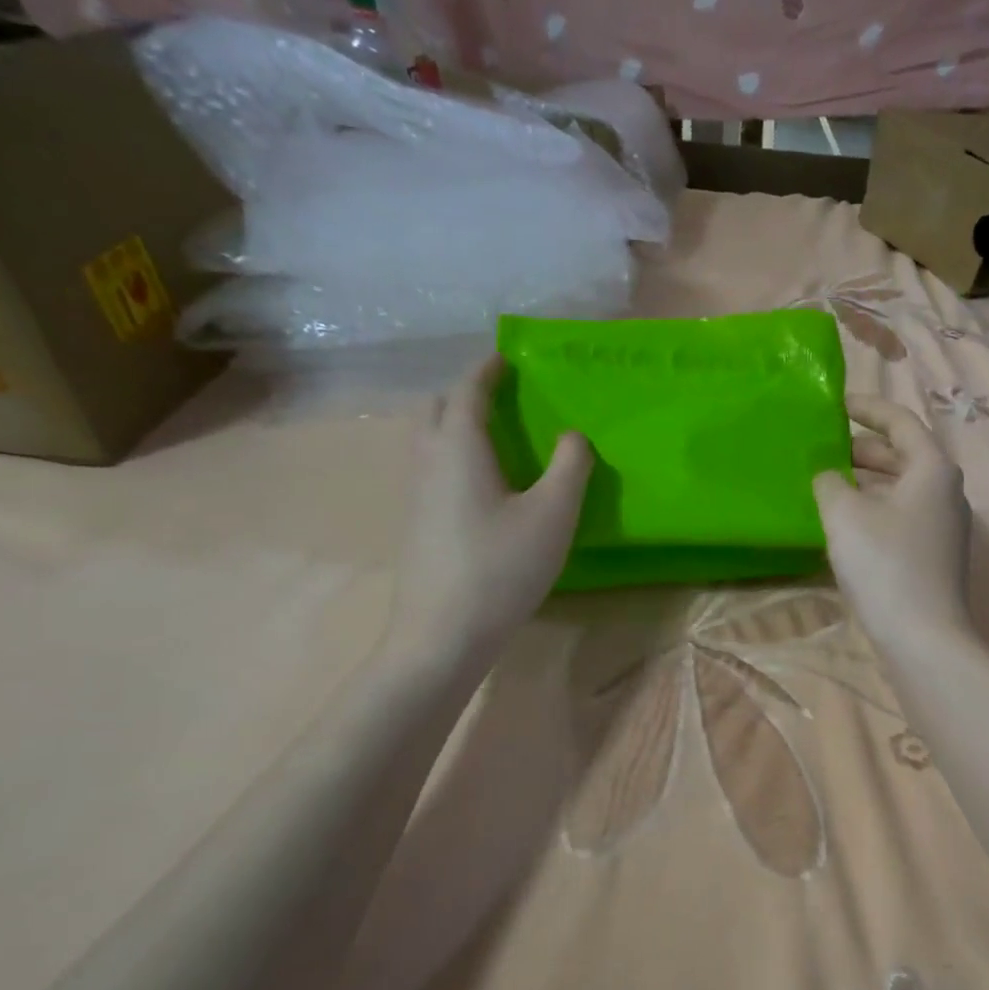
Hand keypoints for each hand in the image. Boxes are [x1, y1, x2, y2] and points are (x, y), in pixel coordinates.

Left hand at [382, 353, 592, 668]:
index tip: (507, 356)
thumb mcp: (553, 514)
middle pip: (437, 408)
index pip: (467, 390)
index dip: (487, 369)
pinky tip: (483, 483)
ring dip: (456, 423)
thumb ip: (570, 466)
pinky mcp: (416, 522)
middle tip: (502, 395)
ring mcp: (415, 493)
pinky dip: (453, 453)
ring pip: (429, 439)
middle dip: (466, 392)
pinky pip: (431, 467)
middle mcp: (428, 460)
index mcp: (458, 446)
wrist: (442, 634)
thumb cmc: (501, 567)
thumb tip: (573, 435)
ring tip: (496, 434)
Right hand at [812, 395, 975, 659]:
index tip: (836, 405)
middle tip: (823, 446)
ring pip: (901, 487)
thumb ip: (829, 482)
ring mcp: (944, 525)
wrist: (923, 637)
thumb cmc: (885, 564)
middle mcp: (945, 491)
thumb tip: (827, 475)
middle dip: (863, 447)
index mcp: (932, 468)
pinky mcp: (935, 554)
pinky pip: (902, 514)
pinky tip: (845, 521)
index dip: (867, 409)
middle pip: (903, 455)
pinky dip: (874, 506)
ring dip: (866, 480)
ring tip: (827, 481)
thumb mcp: (845, 515)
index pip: (900, 422)